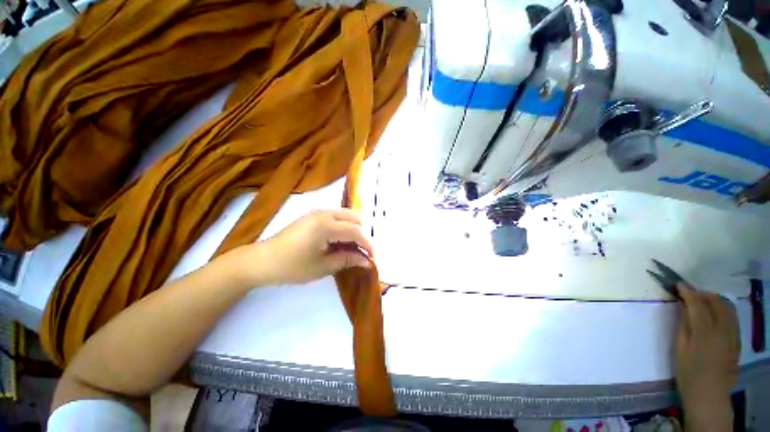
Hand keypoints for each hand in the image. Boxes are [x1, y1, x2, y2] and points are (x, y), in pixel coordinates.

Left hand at [224, 209, 373, 286]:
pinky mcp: (313, 215)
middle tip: (362, 252)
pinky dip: (344, 227)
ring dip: (354, 229)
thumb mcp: (323, 266)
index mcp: (326, 225)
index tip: (373, 258)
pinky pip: (337, 217)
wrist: (262, 261)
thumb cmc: (292, 266)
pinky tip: (340, 241)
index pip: (356, 231)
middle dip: (363, 234)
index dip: (368, 244)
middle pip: (355, 217)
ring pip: (347, 215)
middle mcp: (324, 212)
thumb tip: (368, 261)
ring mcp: (318, 212)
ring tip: (352, 247)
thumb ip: (348, 260)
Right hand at [674, 283, 739, 430]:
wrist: (709, 394)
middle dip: (702, 294)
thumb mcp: (680, 348)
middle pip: (716, 302)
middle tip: (689, 294)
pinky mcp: (737, 340)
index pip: (697, 304)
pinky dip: (723, 310)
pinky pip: (732, 317)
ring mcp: (733, 335)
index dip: (688, 292)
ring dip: (714, 300)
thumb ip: (683, 324)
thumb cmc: (688, 372)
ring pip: (728, 307)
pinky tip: (715, 314)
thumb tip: (682, 305)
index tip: (678, 284)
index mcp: (704, 332)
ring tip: (702, 302)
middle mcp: (722, 329)